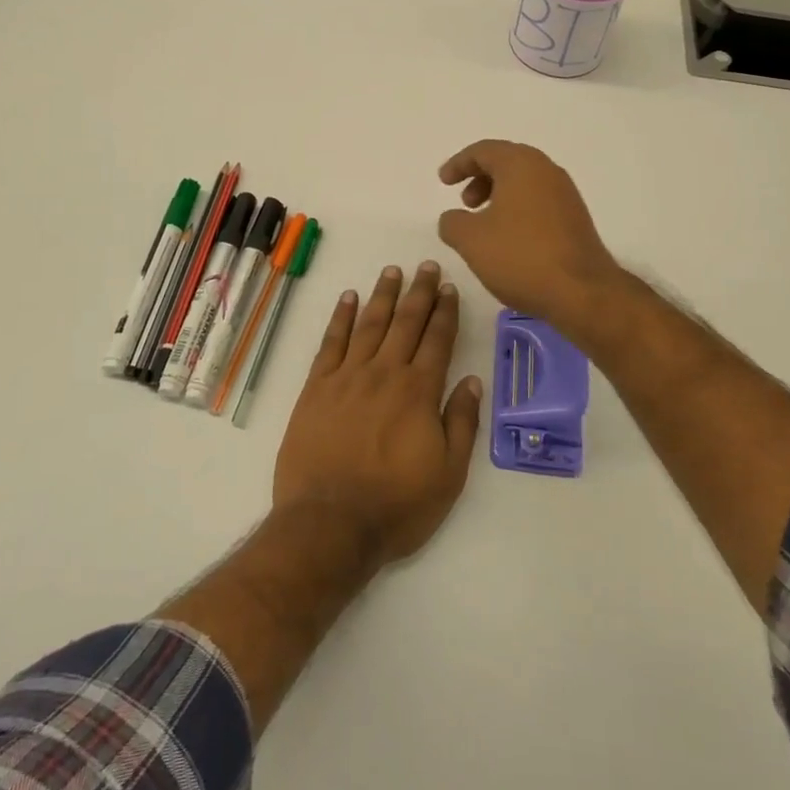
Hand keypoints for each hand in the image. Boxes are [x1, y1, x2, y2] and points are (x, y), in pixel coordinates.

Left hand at [273, 263, 482, 567]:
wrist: (329, 524)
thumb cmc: (396, 505)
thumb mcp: (449, 475)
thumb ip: (462, 423)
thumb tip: (473, 381)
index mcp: (419, 392)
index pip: (437, 340)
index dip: (445, 312)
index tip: (449, 287)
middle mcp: (385, 373)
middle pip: (406, 322)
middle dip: (419, 292)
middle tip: (427, 265)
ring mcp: (347, 377)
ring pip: (370, 324)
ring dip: (383, 295)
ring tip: (393, 271)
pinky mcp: (316, 387)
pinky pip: (331, 342)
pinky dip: (341, 317)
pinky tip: (349, 298)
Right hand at [437, 140, 623, 328]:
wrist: (582, 292)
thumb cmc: (521, 256)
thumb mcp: (471, 240)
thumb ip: (452, 222)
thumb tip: (453, 218)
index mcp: (521, 165)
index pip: (484, 151)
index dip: (459, 164)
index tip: (443, 182)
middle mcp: (547, 171)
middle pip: (507, 162)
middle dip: (480, 178)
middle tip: (465, 203)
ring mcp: (566, 194)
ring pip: (525, 182)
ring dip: (499, 195)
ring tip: (484, 225)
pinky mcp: (576, 218)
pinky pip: (539, 201)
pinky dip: (518, 209)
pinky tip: (509, 239)